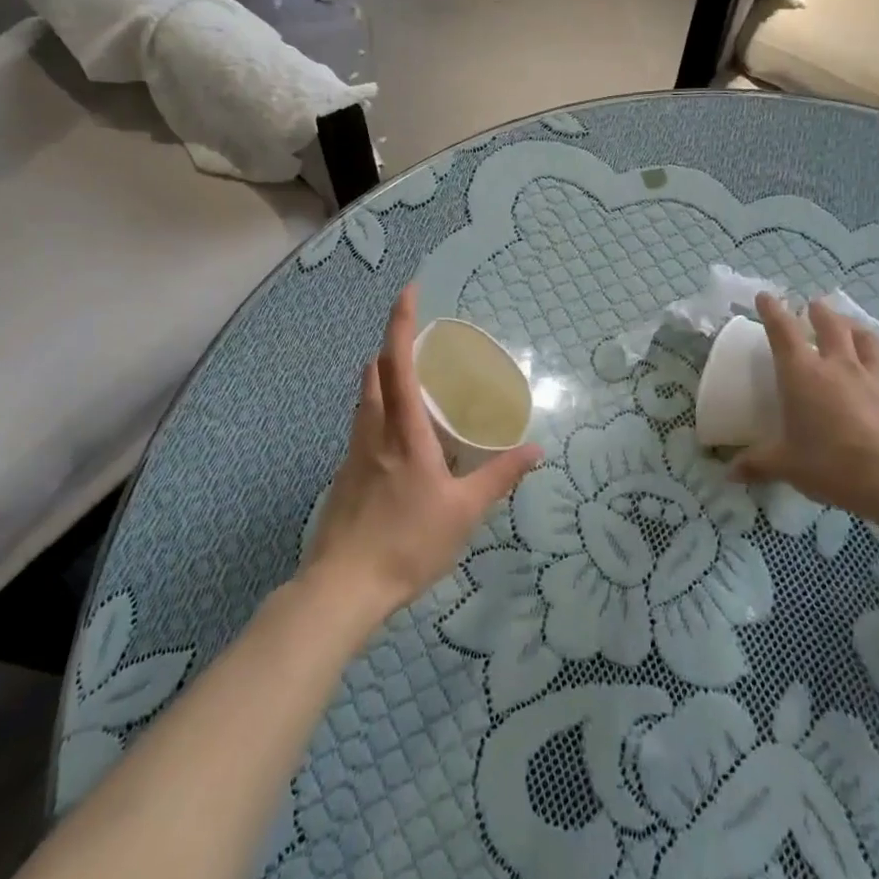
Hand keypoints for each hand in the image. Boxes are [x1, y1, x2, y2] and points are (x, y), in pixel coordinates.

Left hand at [303, 286, 542, 625]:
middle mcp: (373, 432)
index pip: (397, 363)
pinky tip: (400, 445)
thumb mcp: (464, 510)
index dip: (400, 323)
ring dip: (383, 380)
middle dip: (392, 349)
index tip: (408, 291)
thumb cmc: (408, 542)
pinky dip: (380, 415)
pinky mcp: (344, 477)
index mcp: (403, 432)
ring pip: (364, 401)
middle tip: (421, 347)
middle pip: (374, 374)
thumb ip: (499, 476)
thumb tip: (535, 450)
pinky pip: (362, 429)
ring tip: (414, 389)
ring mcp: (353, 455)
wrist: (343, 587)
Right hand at [733, 293, 878, 525]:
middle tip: (815, 306)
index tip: (766, 296)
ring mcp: (878, 381)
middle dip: (820, 313)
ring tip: (852, 325)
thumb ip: (757, 464)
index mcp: (803, 376)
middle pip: (831, 327)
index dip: (773, 311)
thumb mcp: (784, 466)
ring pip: (869, 343)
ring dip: (859, 330)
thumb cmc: (831, 466)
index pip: (783, 333)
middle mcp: (840, 368)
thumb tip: (730, 473)